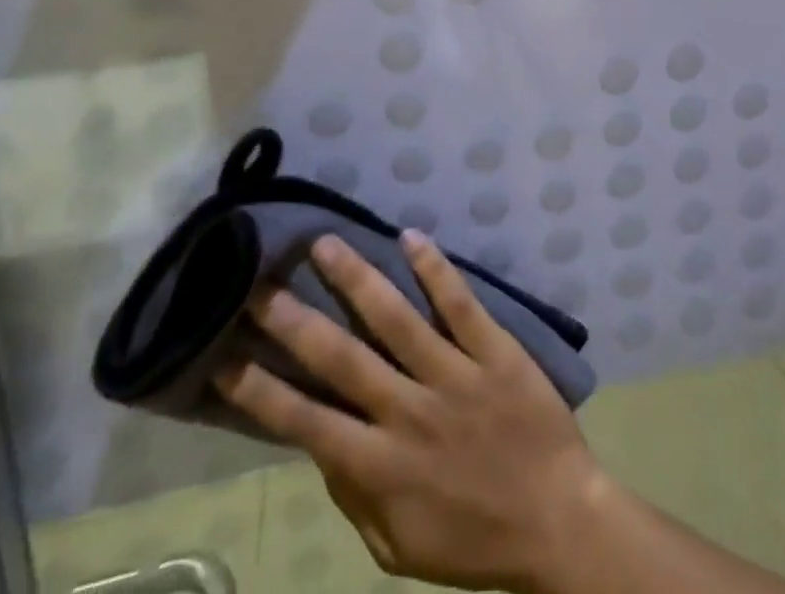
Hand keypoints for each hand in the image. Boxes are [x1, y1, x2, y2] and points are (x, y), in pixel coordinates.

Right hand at [217, 232, 607, 592]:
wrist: (558, 522)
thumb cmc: (474, 541)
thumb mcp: (398, 546)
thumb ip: (354, 497)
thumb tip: (321, 444)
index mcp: (381, 467)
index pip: (307, 423)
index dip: (261, 391)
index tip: (226, 356)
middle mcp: (410, 413)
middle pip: (343, 360)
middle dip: (297, 322)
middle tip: (262, 284)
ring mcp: (454, 375)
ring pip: (397, 319)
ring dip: (358, 278)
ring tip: (325, 244)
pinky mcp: (494, 351)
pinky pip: (460, 304)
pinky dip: (435, 269)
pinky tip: (410, 236)